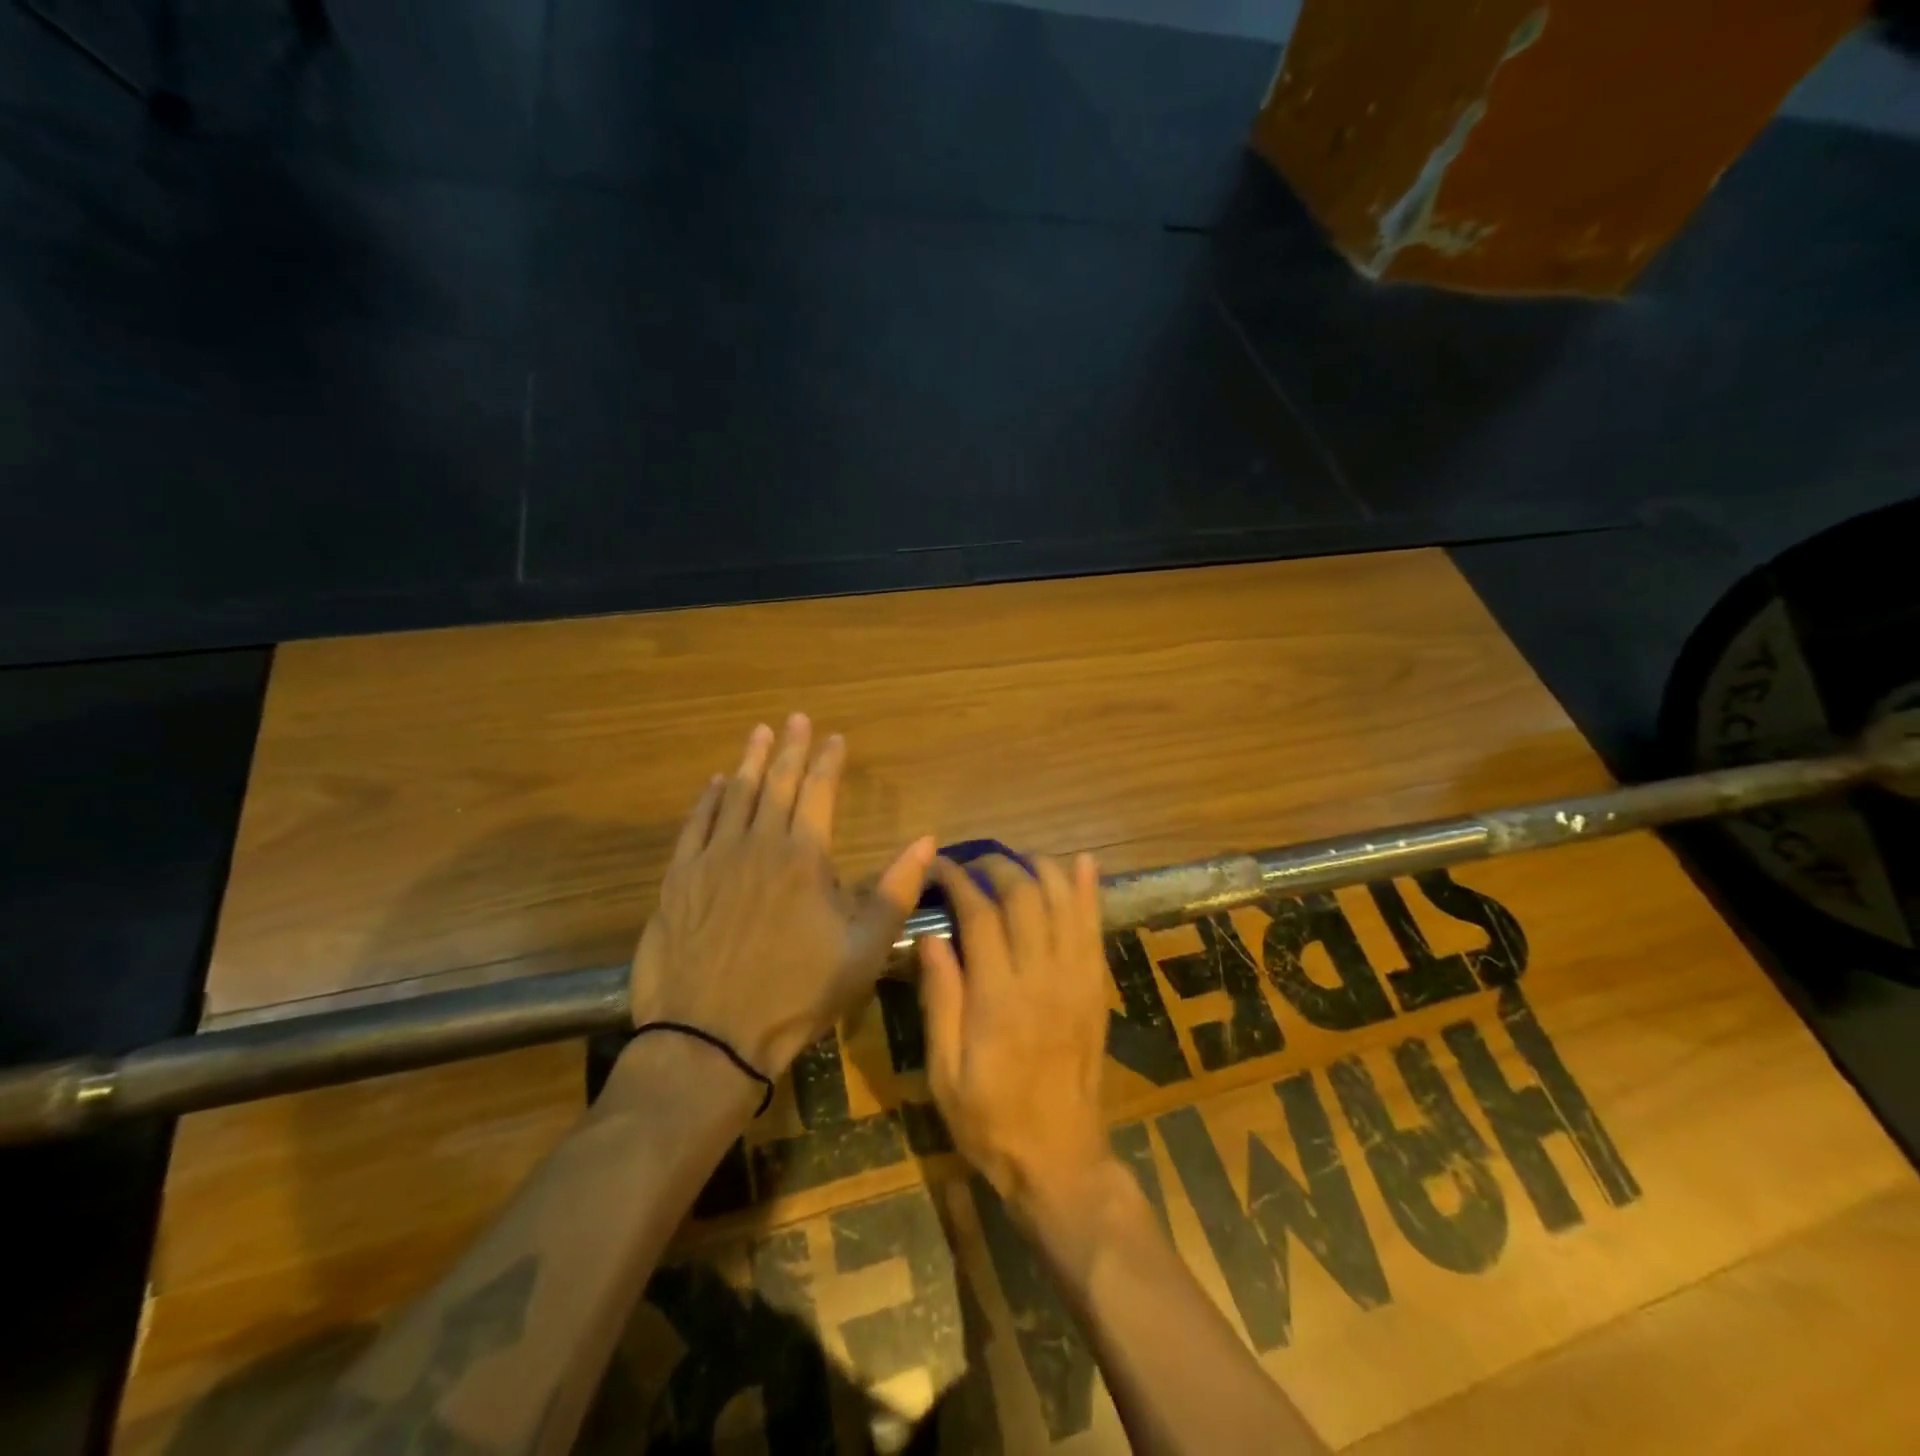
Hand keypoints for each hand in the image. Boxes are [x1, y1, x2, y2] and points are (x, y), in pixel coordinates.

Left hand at [631, 715, 934, 1079]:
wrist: (709, 1039)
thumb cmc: (796, 995)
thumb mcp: (864, 951)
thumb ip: (896, 891)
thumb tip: (926, 840)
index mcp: (804, 857)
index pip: (819, 792)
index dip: (829, 761)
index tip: (836, 738)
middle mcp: (758, 844)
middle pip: (777, 783)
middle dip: (791, 748)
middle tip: (796, 718)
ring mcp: (713, 859)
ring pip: (734, 795)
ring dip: (750, 762)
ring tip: (760, 733)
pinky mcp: (679, 880)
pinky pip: (695, 825)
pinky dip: (707, 800)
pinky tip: (714, 784)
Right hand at [919, 853, 1115, 1223]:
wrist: (1061, 1159)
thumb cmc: (991, 1121)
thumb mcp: (945, 1072)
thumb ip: (940, 999)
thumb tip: (932, 936)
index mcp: (998, 997)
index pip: (979, 915)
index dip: (958, 881)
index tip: (940, 867)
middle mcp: (1042, 977)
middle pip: (1025, 896)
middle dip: (997, 866)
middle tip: (973, 863)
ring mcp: (1077, 979)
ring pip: (1064, 901)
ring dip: (1040, 869)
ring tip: (1015, 860)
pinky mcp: (1096, 987)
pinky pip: (1095, 927)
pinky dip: (1089, 891)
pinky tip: (1081, 862)